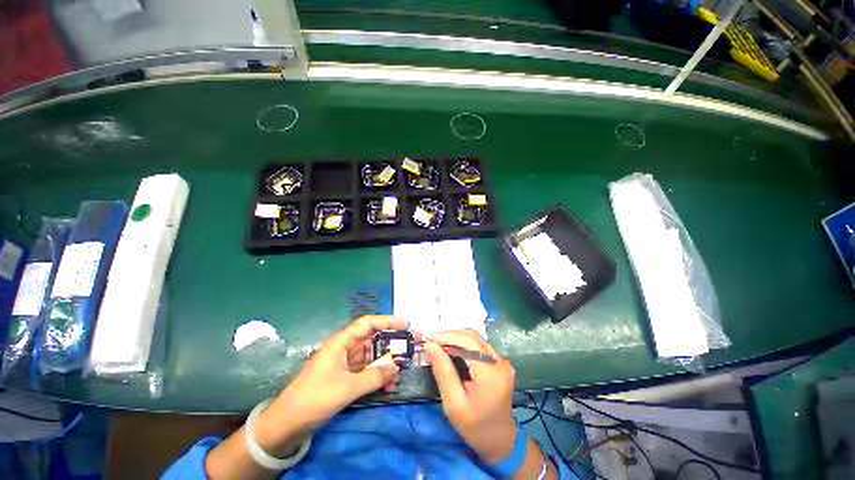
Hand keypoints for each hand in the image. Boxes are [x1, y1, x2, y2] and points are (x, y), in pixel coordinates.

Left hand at [254, 316, 406, 455]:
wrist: (287, 423)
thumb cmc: (314, 398)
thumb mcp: (346, 388)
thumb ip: (374, 376)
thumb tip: (396, 367)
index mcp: (342, 342)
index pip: (368, 323)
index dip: (388, 321)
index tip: (406, 325)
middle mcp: (346, 348)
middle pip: (373, 339)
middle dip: (392, 344)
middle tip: (410, 348)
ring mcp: (347, 362)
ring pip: (372, 357)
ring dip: (386, 364)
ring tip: (401, 373)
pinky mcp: (347, 376)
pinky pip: (368, 371)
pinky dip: (378, 376)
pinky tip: (389, 386)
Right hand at [424, 330, 517, 463]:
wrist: (500, 441)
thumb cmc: (475, 427)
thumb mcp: (453, 404)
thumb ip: (442, 371)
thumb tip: (430, 346)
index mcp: (491, 374)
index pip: (469, 342)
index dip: (447, 336)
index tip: (428, 338)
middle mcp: (500, 362)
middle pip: (472, 337)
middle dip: (449, 336)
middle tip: (430, 341)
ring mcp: (502, 361)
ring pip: (475, 339)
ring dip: (455, 338)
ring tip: (437, 344)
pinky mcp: (500, 362)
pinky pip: (479, 345)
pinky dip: (463, 344)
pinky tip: (450, 349)